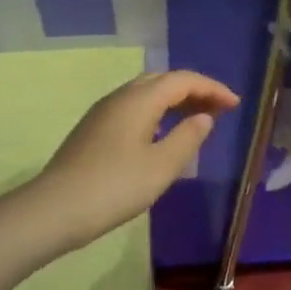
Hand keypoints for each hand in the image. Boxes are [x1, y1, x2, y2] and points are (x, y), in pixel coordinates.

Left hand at [34, 70, 238, 245]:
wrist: (55, 209)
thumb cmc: (114, 187)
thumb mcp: (161, 167)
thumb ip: (187, 138)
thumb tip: (203, 117)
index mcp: (139, 99)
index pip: (182, 80)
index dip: (211, 88)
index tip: (235, 103)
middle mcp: (120, 97)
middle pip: (163, 80)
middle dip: (194, 90)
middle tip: (218, 109)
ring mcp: (103, 112)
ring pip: (146, 93)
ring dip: (174, 100)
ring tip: (196, 119)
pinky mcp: (93, 129)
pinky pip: (134, 107)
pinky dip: (157, 112)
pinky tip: (162, 133)